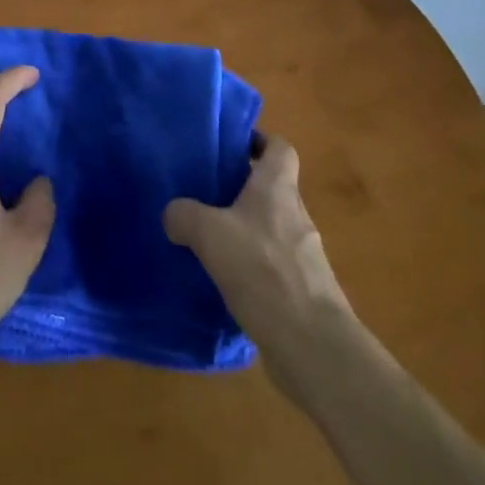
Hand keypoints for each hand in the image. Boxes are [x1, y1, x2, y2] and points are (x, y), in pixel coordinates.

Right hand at [163, 133, 351, 404]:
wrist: (311, 344)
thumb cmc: (262, 269)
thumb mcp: (208, 233)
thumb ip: (183, 215)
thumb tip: (174, 215)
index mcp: (278, 188)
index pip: (280, 147)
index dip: (259, 140)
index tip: (231, 145)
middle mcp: (296, 214)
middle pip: (271, 188)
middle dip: (241, 188)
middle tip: (204, 192)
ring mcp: (304, 255)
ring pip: (270, 228)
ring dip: (244, 230)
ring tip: (207, 239)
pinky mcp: (303, 290)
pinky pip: (272, 265)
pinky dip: (250, 266)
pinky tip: (223, 281)